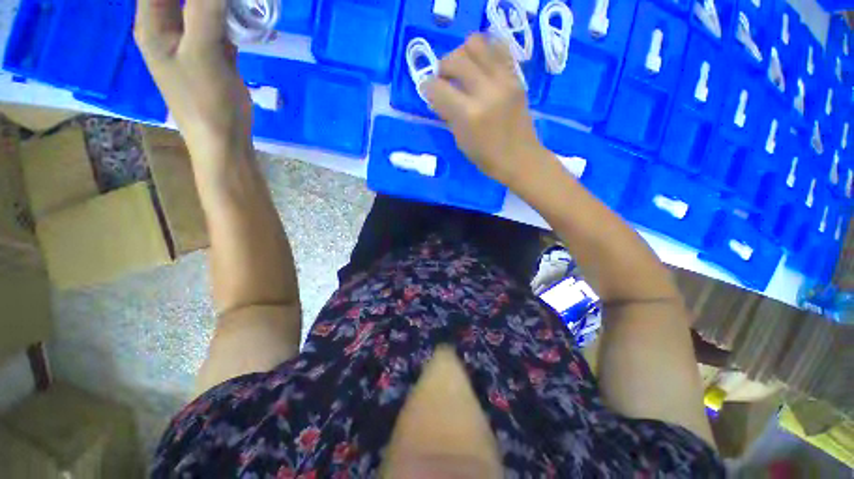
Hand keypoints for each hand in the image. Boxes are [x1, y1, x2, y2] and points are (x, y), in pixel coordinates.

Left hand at [134, 0, 251, 159]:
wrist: (225, 140)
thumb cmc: (206, 101)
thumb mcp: (202, 52)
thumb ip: (205, 10)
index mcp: (153, 24)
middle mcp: (168, 27)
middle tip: (233, 2)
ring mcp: (192, 41)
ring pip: (203, 5)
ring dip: (222, 3)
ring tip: (245, 5)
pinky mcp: (213, 53)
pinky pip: (220, 24)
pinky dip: (233, 17)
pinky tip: (248, 17)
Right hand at [424, 34, 549, 189]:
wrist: (520, 158)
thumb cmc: (487, 157)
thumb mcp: (461, 140)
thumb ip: (448, 115)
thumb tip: (437, 96)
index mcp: (469, 114)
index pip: (439, 88)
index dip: (428, 87)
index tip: (427, 90)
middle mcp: (486, 91)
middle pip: (456, 59)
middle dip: (443, 66)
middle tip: (444, 78)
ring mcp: (503, 80)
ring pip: (476, 44)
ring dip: (462, 53)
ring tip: (462, 68)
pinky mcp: (515, 77)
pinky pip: (497, 48)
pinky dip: (484, 52)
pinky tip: (480, 66)